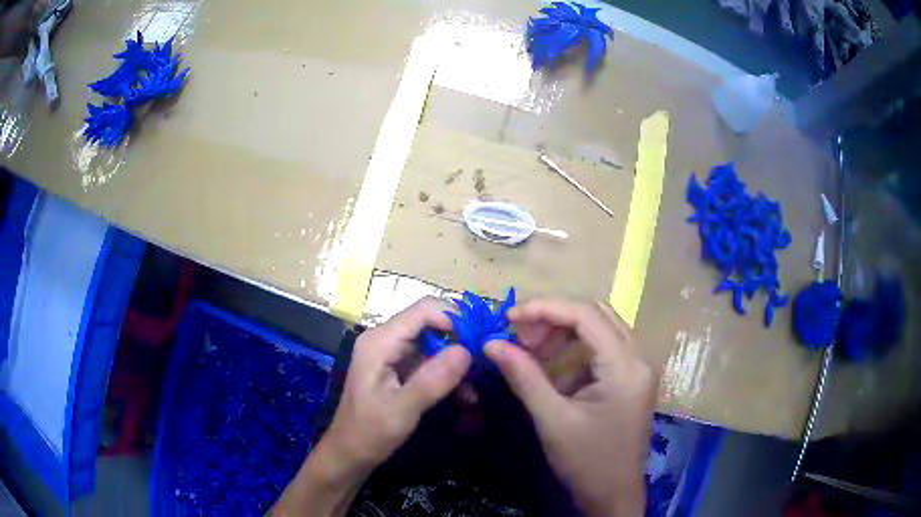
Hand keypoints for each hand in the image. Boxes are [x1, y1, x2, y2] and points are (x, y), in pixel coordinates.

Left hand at [273, 297, 470, 516]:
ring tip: (475, 389)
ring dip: (456, 363)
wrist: (350, 453)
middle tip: (484, 366)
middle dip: (460, 342)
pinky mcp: (398, 368)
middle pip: (431, 323)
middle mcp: (386, 339)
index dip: (455, 319)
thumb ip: (433, 379)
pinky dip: (447, 375)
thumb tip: (467, 350)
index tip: (481, 343)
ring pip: (434, 343)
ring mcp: (392, 353)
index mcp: (380, 341)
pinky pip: (430, 361)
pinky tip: (464, 397)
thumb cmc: (370, 432)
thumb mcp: (403, 409)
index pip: (424, 309)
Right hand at [485, 298, 656, 516]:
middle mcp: (638, 357)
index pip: (586, 315)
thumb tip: (491, 344)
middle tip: (518, 335)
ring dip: (563, 333)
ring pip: (599, 329)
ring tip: (530, 350)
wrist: (614, 496)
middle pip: (595, 314)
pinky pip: (600, 350)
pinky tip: (550, 368)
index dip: (545, 308)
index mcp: (625, 366)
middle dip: (553, 318)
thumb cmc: (587, 462)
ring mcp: (637, 367)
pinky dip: (573, 351)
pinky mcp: (629, 379)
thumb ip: (524, 377)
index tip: (508, 317)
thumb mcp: (552, 420)